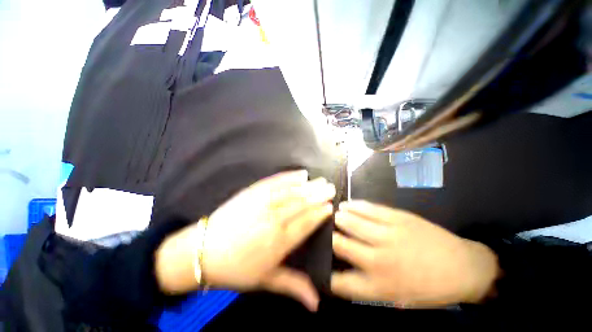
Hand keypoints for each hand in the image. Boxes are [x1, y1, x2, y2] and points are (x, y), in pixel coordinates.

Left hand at [154, 170, 334, 309]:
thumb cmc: (235, 268)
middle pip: (300, 203)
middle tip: (331, 187)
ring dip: (308, 185)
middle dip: (318, 194)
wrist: (202, 250)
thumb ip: (293, 287)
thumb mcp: (265, 281)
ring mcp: (261, 202)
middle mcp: (272, 219)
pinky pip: (274, 182)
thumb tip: (317, 304)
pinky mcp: (251, 192)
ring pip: (290, 191)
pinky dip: (289, 177)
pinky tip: (300, 173)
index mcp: (278, 241)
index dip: (319, 213)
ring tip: (320, 180)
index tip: (331, 206)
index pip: (305, 223)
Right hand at [331, 200, 499, 307]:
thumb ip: (369, 286)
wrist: (464, 268)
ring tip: (331, 215)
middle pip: (341, 245)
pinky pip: (368, 209)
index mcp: (380, 286)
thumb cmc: (430, 288)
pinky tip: (345, 205)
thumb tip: (344, 272)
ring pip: (352, 223)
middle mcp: (379, 260)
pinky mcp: (397, 217)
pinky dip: (353, 206)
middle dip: (328, 239)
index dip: (327, 276)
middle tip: (321, 231)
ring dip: (338, 218)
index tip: (320, 267)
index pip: (341, 282)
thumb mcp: (398, 298)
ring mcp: (388, 235)